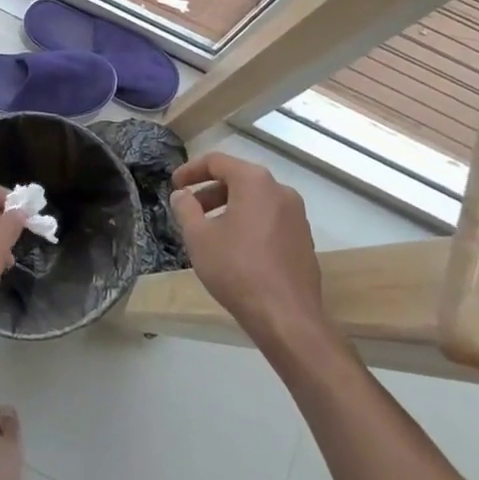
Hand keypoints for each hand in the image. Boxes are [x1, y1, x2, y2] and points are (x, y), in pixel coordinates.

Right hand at [171, 153, 324, 343]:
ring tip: (209, 231)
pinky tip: (235, 248)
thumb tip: (182, 195)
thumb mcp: (199, 237)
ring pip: (255, 200)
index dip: (190, 170)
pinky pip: (270, 219)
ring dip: (229, 208)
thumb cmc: (237, 270)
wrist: (287, 318)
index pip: (217, 161)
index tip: (174, 185)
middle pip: (238, 179)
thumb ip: (185, 208)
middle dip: (209, 191)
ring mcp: (297, 215)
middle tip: (189, 209)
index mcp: (255, 182)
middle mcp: (280, 190)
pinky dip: (248, 222)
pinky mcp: (304, 239)